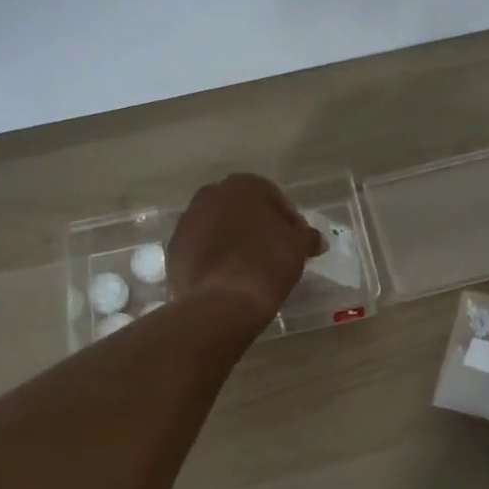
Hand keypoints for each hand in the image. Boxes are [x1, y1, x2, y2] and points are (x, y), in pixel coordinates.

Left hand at [167, 173, 324, 322]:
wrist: (220, 302)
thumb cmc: (266, 264)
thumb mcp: (298, 248)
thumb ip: (308, 237)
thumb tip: (314, 239)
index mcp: (242, 186)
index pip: (274, 198)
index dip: (289, 221)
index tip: (298, 243)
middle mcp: (210, 195)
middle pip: (242, 210)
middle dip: (259, 227)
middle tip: (275, 252)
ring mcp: (187, 222)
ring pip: (219, 227)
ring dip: (235, 241)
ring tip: (251, 267)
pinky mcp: (174, 249)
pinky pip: (201, 248)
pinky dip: (215, 257)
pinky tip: (229, 278)